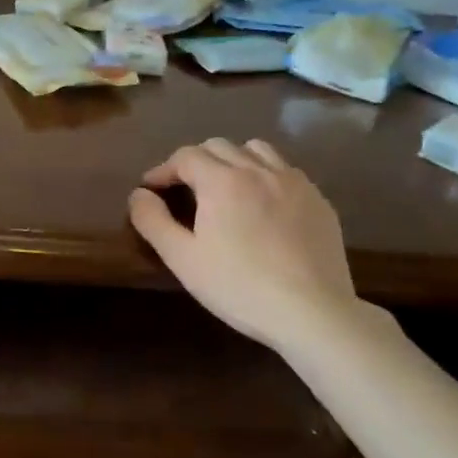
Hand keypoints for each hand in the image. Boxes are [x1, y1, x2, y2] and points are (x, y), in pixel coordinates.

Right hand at [128, 138, 359, 352]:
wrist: (312, 311)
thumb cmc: (239, 286)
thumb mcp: (183, 259)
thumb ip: (153, 221)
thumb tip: (139, 194)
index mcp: (222, 181)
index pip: (185, 156)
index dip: (163, 169)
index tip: (151, 188)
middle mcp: (258, 169)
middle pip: (219, 146)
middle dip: (195, 161)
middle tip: (184, 188)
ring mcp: (294, 182)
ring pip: (256, 149)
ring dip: (233, 159)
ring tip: (226, 186)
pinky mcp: (318, 200)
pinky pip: (286, 170)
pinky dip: (265, 174)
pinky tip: (264, 204)